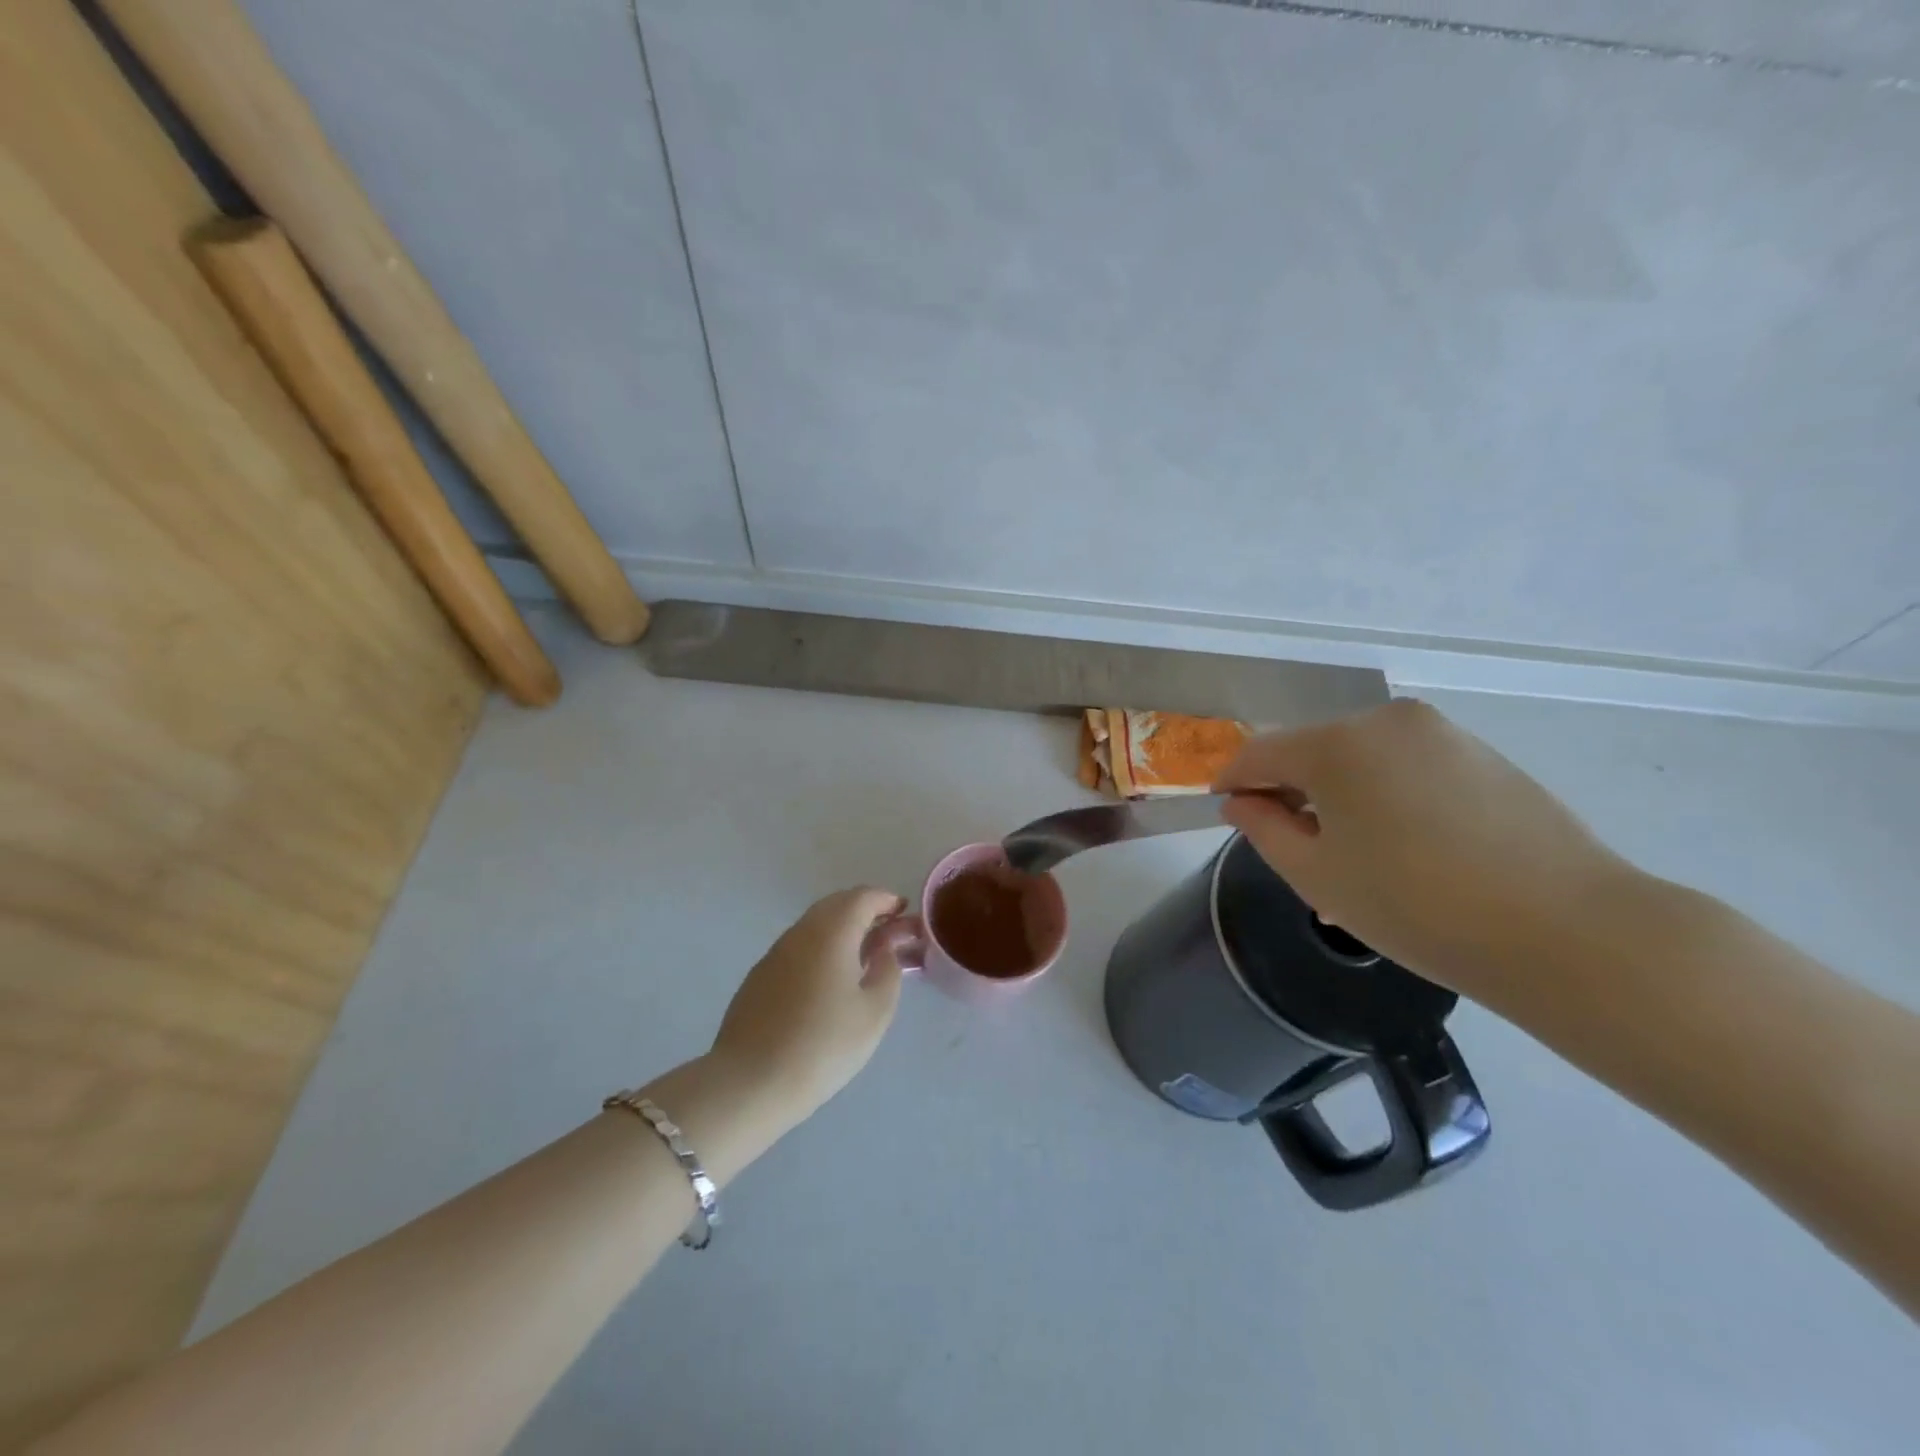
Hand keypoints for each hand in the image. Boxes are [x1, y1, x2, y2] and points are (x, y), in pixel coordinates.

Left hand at [709, 887, 908, 1124]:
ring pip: (815, 924)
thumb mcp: (874, 1012)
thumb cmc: (823, 1045)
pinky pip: (799, 946)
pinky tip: (829, 977)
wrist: (750, 1083)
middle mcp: (801, 932)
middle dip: (865, 910)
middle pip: (837, 904)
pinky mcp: (760, 975)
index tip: (904, 911)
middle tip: (887, 931)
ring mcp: (776, 952)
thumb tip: (884, 949)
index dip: (886, 899)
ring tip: (863, 955)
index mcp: (832, 932)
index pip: (862, 897)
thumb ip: (888, 970)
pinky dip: (822, 947)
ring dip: (842, 928)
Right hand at [1215, 699, 1636, 998]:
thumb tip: (1241, 802)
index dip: (1233, 780)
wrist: (1568, 931)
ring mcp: (1442, 734)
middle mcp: (1386, 721)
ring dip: (1341, 799)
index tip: (1223, 807)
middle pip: (1313, 752)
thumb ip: (1263, 829)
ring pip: (1363, 761)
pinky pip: (1408, 768)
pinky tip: (1404, 850)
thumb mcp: (1316, 875)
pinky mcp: (1483, 755)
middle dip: (1291, 793)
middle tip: (1292, 849)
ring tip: (1353, 860)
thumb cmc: (1416, 906)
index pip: (1260, 752)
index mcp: (1337, 744)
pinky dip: (1387, 798)